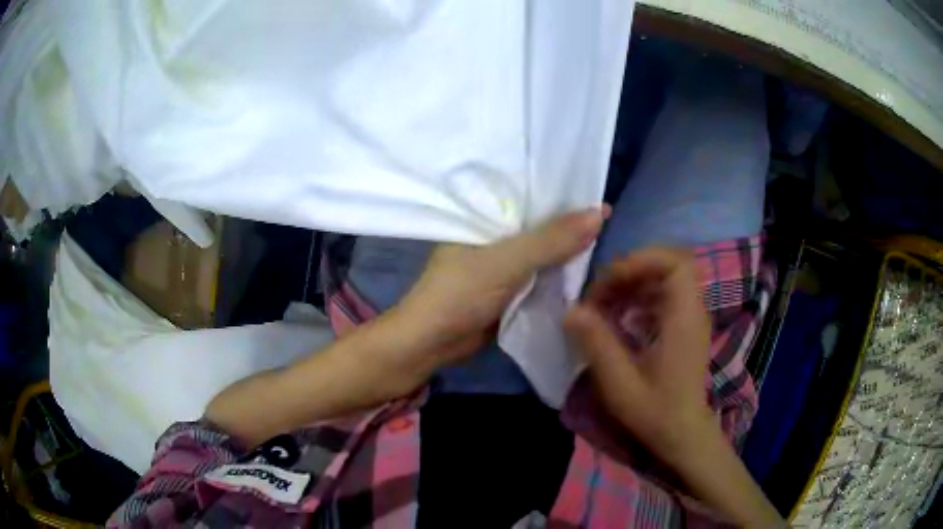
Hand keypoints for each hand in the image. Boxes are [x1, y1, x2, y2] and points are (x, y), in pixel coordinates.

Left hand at [390, 207, 607, 377]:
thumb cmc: (459, 294)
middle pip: (540, 226)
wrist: (431, 344)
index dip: (563, 197)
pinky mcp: (508, 289)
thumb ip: (551, 240)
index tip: (601, 197)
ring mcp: (502, 264)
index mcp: (485, 216)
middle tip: (611, 223)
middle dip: (570, 227)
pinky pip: (540, 276)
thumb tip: (599, 213)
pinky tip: (586, 271)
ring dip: (568, 252)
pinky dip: (559, 275)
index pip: (530, 196)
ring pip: (543, 253)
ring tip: (608, 243)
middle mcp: (495, 236)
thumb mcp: (507, 262)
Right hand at [563, 247, 714, 458]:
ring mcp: (690, 316)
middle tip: (600, 293)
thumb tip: (570, 309)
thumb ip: (597, 344)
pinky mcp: (684, 326)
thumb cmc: (656, 411)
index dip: (640, 260)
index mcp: (684, 318)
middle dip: (630, 270)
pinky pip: (663, 294)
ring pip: (664, 277)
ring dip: (632, 283)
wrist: (683, 434)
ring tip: (604, 304)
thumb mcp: (620, 383)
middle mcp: (692, 310)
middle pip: (668, 263)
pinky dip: (639, 296)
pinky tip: (618, 317)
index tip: (608, 282)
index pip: (675, 262)